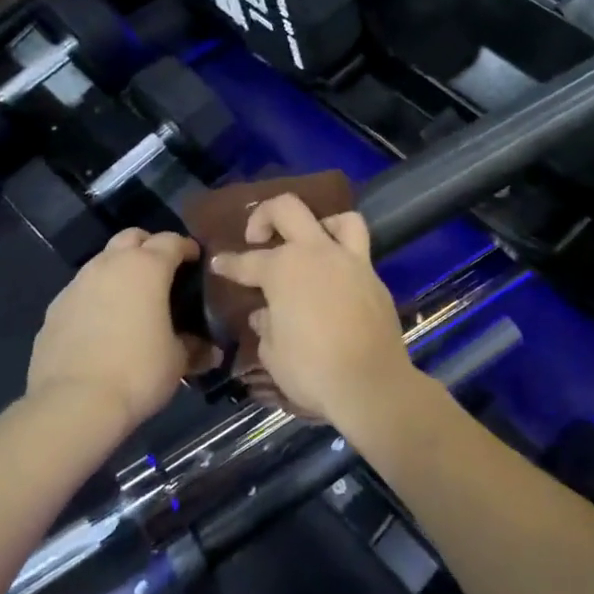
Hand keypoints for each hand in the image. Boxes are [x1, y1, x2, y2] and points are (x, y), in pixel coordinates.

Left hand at [26, 229, 218, 430]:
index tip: (196, 261)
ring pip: (103, 261)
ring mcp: (77, 284)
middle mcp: (109, 265)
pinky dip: (97, 297)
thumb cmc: (138, 371)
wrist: (74, 403)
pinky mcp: (54, 309)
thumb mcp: (178, 360)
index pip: (171, 241)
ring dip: (120, 271)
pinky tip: (103, 325)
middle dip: (149, 247)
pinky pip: (82, 291)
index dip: (187, 248)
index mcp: (146, 268)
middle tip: (163, 272)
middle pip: (131, 237)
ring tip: (132, 300)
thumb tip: (206, 348)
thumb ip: (192, 344)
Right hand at [209, 195, 416, 431]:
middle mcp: (317, 253)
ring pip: (339, 219)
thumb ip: (266, 326)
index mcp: (283, 269)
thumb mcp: (273, 353)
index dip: (228, 263)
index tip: (218, 263)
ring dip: (320, 225)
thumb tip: (266, 313)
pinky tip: (334, 281)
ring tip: (310, 247)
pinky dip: (343, 257)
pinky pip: (359, 253)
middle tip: (257, 238)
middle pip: (287, 208)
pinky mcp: (374, 279)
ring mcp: (351, 262)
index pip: (247, 261)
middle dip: (265, 215)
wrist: (371, 384)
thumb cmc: (312, 369)